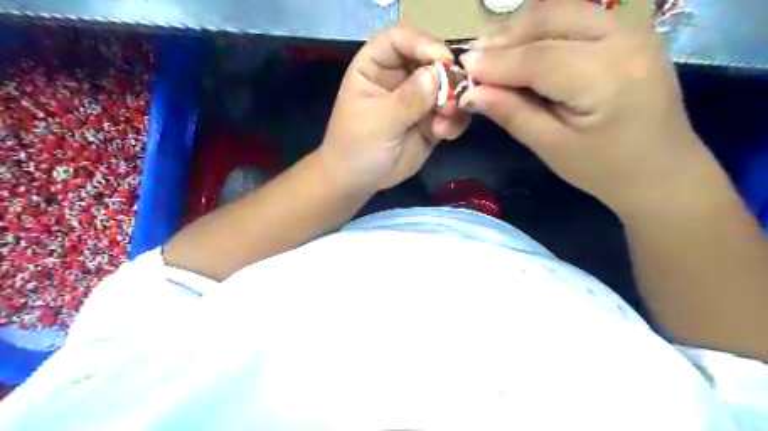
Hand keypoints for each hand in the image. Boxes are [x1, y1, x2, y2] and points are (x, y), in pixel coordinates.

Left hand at [321, 25, 474, 189]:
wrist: (358, 181)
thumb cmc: (356, 147)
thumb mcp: (378, 122)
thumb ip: (407, 100)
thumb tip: (437, 75)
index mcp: (375, 67)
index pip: (398, 39)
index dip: (421, 43)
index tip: (441, 59)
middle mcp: (399, 78)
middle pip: (430, 60)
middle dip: (446, 75)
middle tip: (456, 94)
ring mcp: (417, 100)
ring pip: (446, 88)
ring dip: (453, 102)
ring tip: (444, 121)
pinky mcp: (430, 122)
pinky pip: (451, 114)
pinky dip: (454, 121)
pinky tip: (443, 134)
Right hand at [458, 0, 703, 214]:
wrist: (662, 171)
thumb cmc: (605, 169)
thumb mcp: (552, 147)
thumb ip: (512, 114)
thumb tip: (471, 93)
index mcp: (606, 77)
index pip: (538, 58)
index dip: (495, 62)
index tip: (462, 67)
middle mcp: (624, 39)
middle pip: (550, 19)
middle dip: (506, 38)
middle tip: (475, 59)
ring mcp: (632, 29)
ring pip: (562, 10)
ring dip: (522, 30)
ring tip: (494, 55)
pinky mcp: (630, 32)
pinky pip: (577, 17)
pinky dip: (544, 29)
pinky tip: (525, 49)